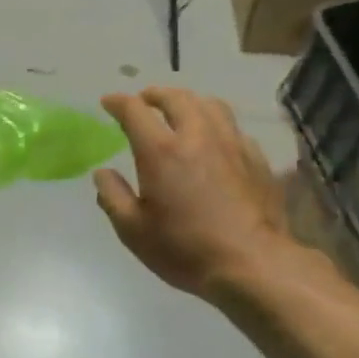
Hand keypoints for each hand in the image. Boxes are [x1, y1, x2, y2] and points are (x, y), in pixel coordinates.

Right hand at [94, 87, 306, 304]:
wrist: (252, 263)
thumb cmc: (185, 249)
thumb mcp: (134, 231)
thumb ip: (113, 196)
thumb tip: (102, 173)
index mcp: (161, 151)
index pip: (134, 111)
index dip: (118, 103)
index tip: (108, 102)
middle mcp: (197, 136)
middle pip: (176, 98)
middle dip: (155, 94)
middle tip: (144, 100)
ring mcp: (232, 144)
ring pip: (210, 105)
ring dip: (189, 102)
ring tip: (180, 110)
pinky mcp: (256, 158)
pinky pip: (233, 128)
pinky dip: (216, 124)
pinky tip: (214, 140)